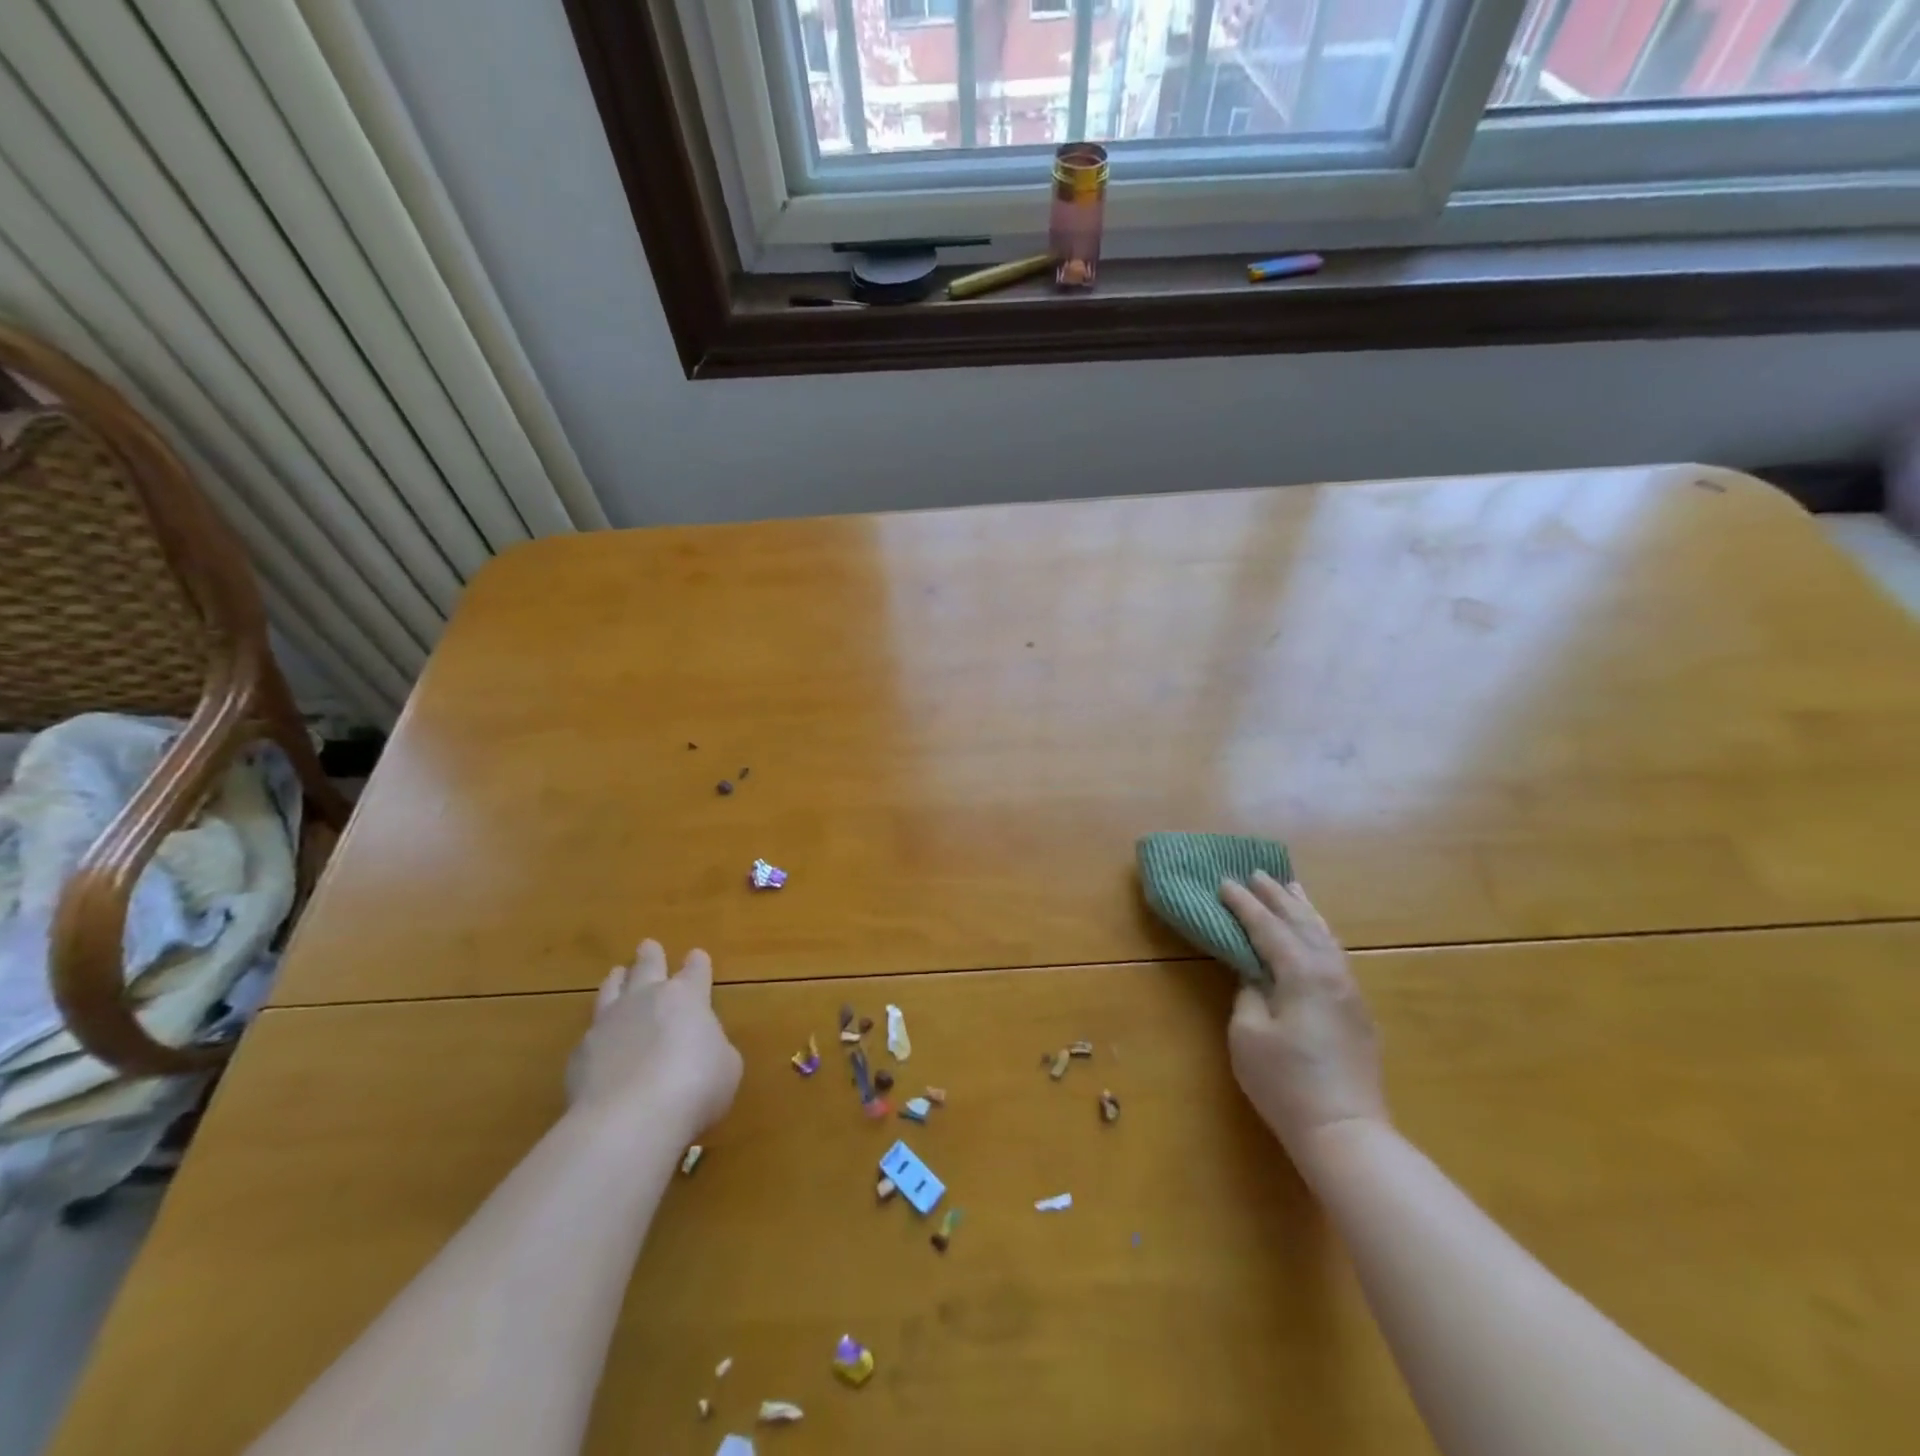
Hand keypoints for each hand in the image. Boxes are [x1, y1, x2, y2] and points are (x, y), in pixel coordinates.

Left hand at [565, 940, 742, 1134]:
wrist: (629, 1120)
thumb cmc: (695, 1086)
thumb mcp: (726, 1067)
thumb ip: (714, 1049)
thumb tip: (701, 1050)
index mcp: (687, 997)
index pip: (695, 970)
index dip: (698, 964)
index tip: (696, 956)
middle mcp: (646, 999)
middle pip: (647, 966)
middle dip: (650, 956)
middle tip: (647, 945)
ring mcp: (609, 1023)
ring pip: (611, 990)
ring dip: (617, 981)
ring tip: (616, 974)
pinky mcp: (580, 1054)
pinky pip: (591, 1033)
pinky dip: (598, 1033)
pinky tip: (599, 1041)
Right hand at [1219, 873, 1388, 1157]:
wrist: (1345, 1133)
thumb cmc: (1286, 1083)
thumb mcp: (1248, 1034)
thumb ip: (1248, 993)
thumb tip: (1255, 975)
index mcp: (1303, 973)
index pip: (1268, 928)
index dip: (1244, 905)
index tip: (1224, 882)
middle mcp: (1332, 973)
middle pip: (1302, 923)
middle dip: (1277, 897)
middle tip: (1257, 873)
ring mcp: (1350, 991)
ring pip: (1325, 937)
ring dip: (1303, 911)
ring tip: (1290, 888)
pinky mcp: (1357, 1011)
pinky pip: (1334, 955)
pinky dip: (1319, 934)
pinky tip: (1314, 935)